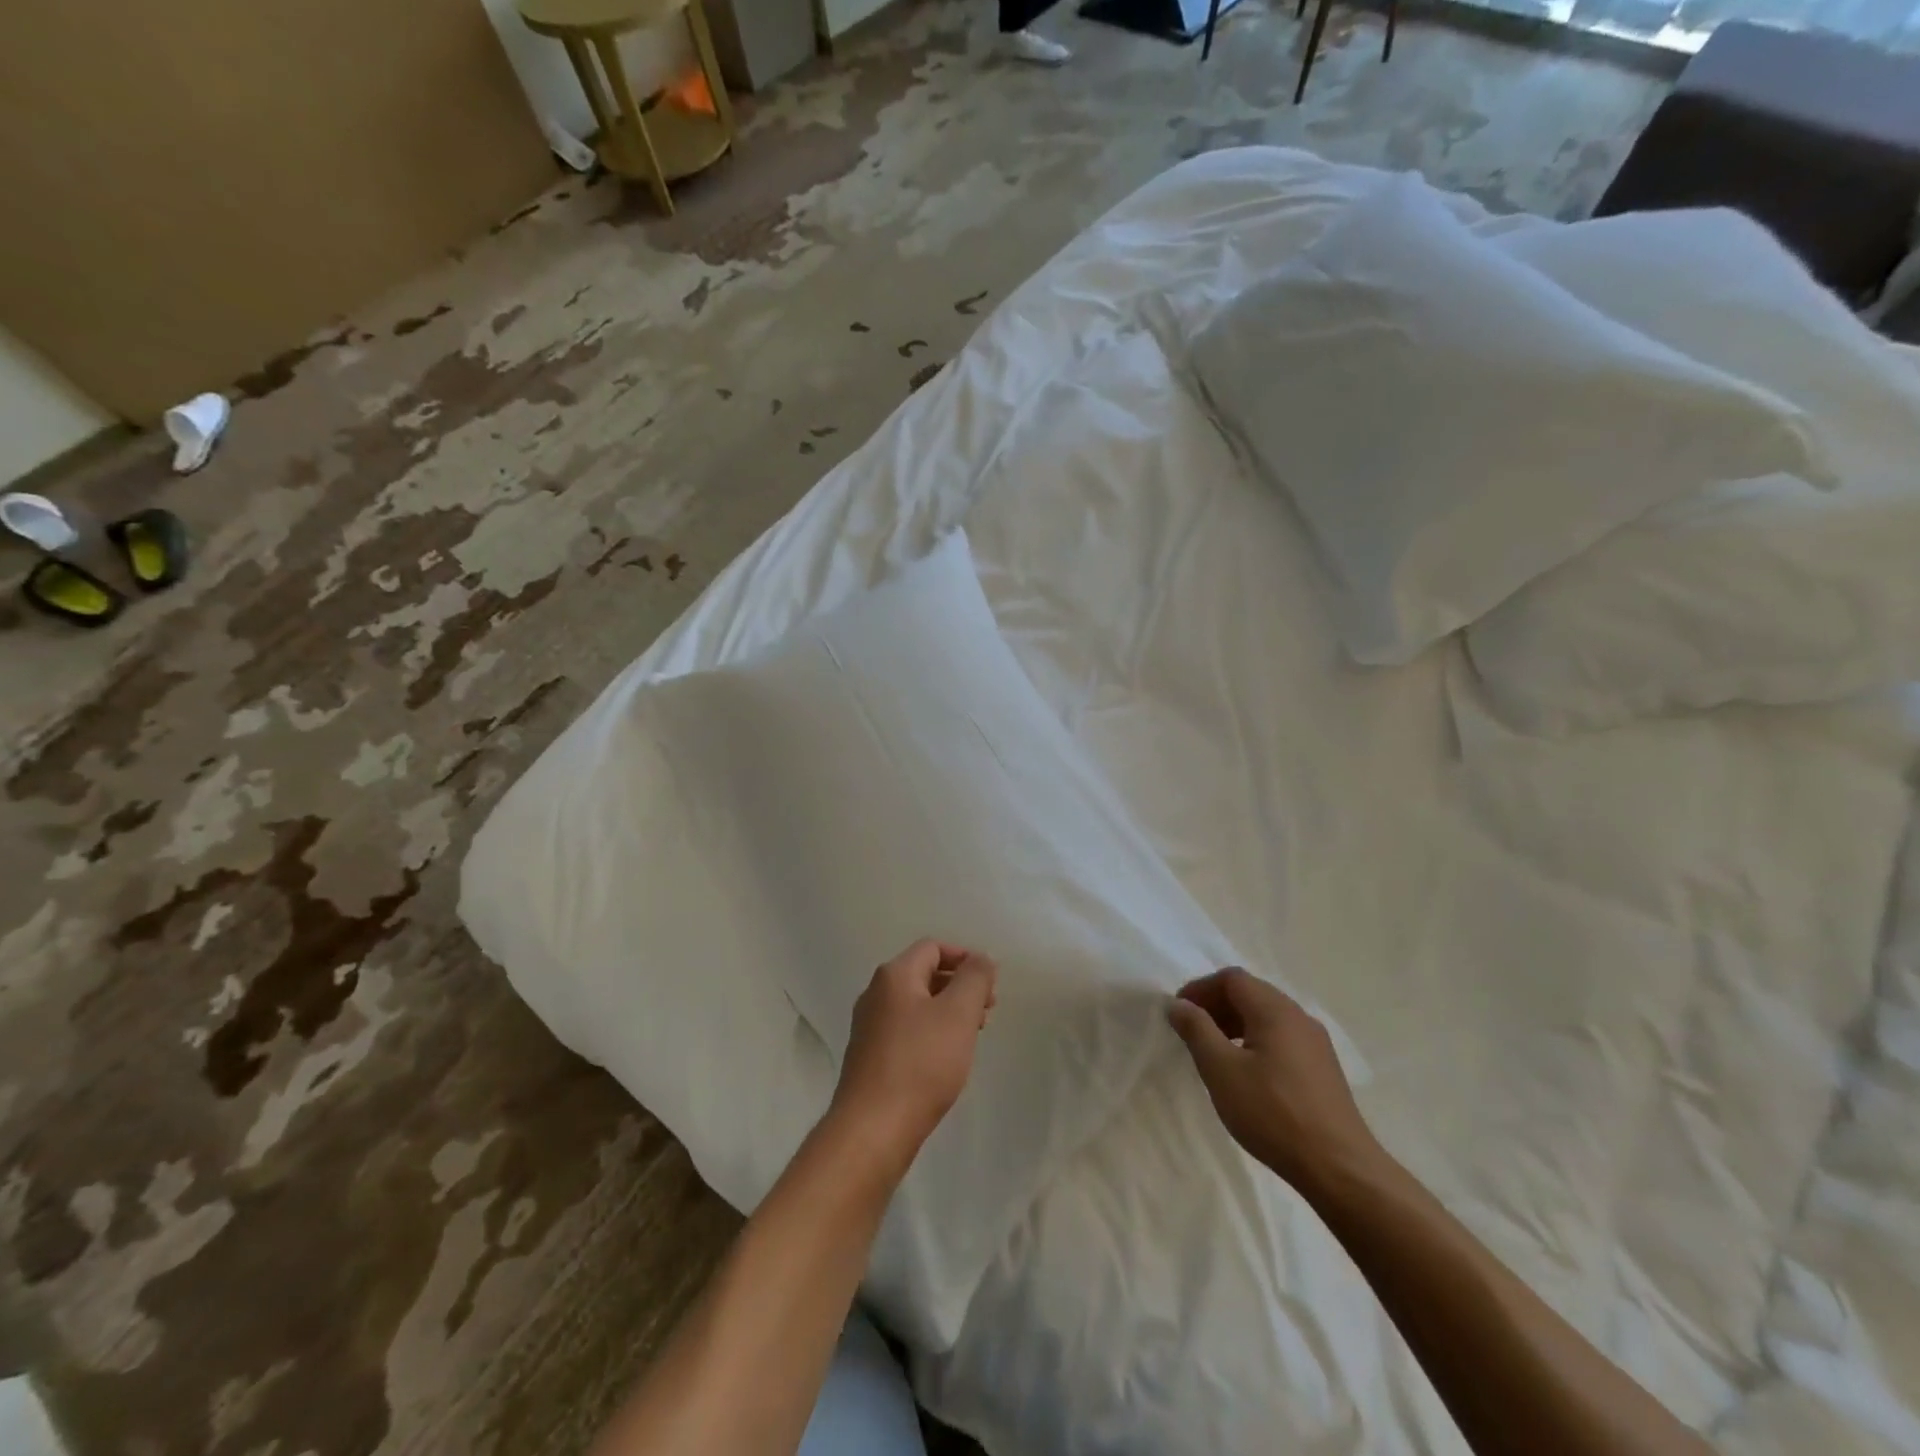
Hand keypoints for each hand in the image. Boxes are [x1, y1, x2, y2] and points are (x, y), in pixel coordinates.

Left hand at [829, 939, 997, 1173]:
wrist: (873, 1128)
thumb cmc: (921, 1064)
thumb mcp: (958, 1014)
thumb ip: (974, 978)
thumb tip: (981, 959)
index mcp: (894, 976)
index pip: (933, 947)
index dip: (965, 958)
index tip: (990, 985)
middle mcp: (876, 993)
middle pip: (924, 974)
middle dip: (959, 986)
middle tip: (987, 1012)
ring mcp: (869, 1026)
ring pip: (916, 1004)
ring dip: (947, 1011)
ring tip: (972, 1036)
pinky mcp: (870, 1057)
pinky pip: (906, 1030)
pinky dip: (931, 1033)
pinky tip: (946, 1059)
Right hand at [1168, 967, 1379, 1199]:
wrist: (1339, 1168)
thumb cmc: (1272, 1113)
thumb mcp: (1221, 1070)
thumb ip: (1196, 1030)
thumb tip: (1178, 1003)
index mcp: (1275, 1010)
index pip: (1232, 978)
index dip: (1200, 988)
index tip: (1178, 1012)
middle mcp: (1299, 1017)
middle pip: (1251, 993)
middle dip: (1216, 1004)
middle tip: (1191, 1030)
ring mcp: (1316, 1043)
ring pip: (1267, 1016)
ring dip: (1235, 1023)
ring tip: (1214, 1051)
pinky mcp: (1323, 1068)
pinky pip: (1281, 1037)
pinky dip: (1255, 1040)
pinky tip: (1246, 1072)